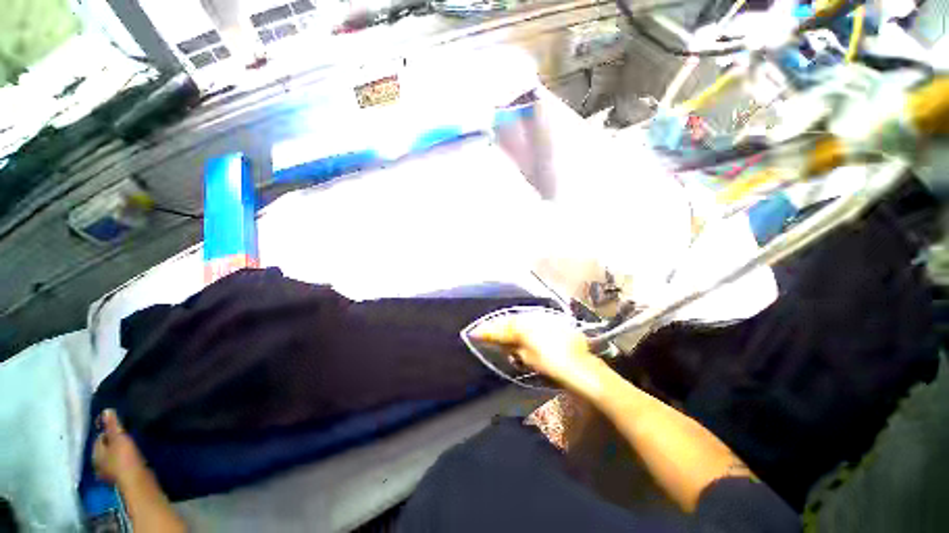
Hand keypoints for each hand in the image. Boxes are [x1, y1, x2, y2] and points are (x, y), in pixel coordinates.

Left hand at [93, 409, 147, 484]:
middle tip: (126, 436)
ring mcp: (110, 474)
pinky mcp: (122, 478)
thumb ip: (112, 425)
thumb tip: (105, 410)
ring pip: (113, 458)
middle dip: (113, 443)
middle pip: (105, 449)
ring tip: (131, 446)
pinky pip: (121, 465)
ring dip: (119, 453)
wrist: (137, 483)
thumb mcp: (119, 439)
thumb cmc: (125, 459)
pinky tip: (134, 459)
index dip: (108, 432)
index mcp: (95, 454)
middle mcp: (98, 464)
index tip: (120, 427)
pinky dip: (126, 461)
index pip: (99, 438)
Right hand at [470, 311, 603, 392]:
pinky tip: (518, 329)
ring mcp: (541, 318)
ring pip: (519, 319)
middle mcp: (531, 318)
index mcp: (524, 327)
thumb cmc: (552, 364)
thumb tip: (501, 342)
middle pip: (508, 320)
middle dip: (496, 325)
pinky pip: (529, 320)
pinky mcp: (550, 321)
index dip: (487, 330)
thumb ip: (512, 346)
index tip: (474, 332)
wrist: (581, 366)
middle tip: (485, 330)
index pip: (501, 328)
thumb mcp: (528, 357)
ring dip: (508, 324)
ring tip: (499, 329)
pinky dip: (520, 324)